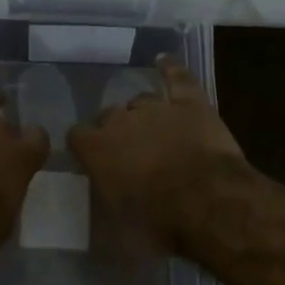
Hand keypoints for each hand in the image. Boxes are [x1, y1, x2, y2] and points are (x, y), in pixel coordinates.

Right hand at [68, 56, 246, 252]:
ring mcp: (156, 107)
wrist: (208, 203)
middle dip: (116, 129)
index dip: (85, 145)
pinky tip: (163, 61)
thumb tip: (108, 199)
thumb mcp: (120, 224)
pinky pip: (177, 77)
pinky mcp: (190, 102)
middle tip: (130, 151)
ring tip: (153, 128)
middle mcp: (120, 121)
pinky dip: (169, 68)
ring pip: (141, 100)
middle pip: (109, 115)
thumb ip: (108, 200)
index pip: (76, 135)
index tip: (92, 157)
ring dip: (143, 112)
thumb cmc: (158, 222)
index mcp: (96, 150)